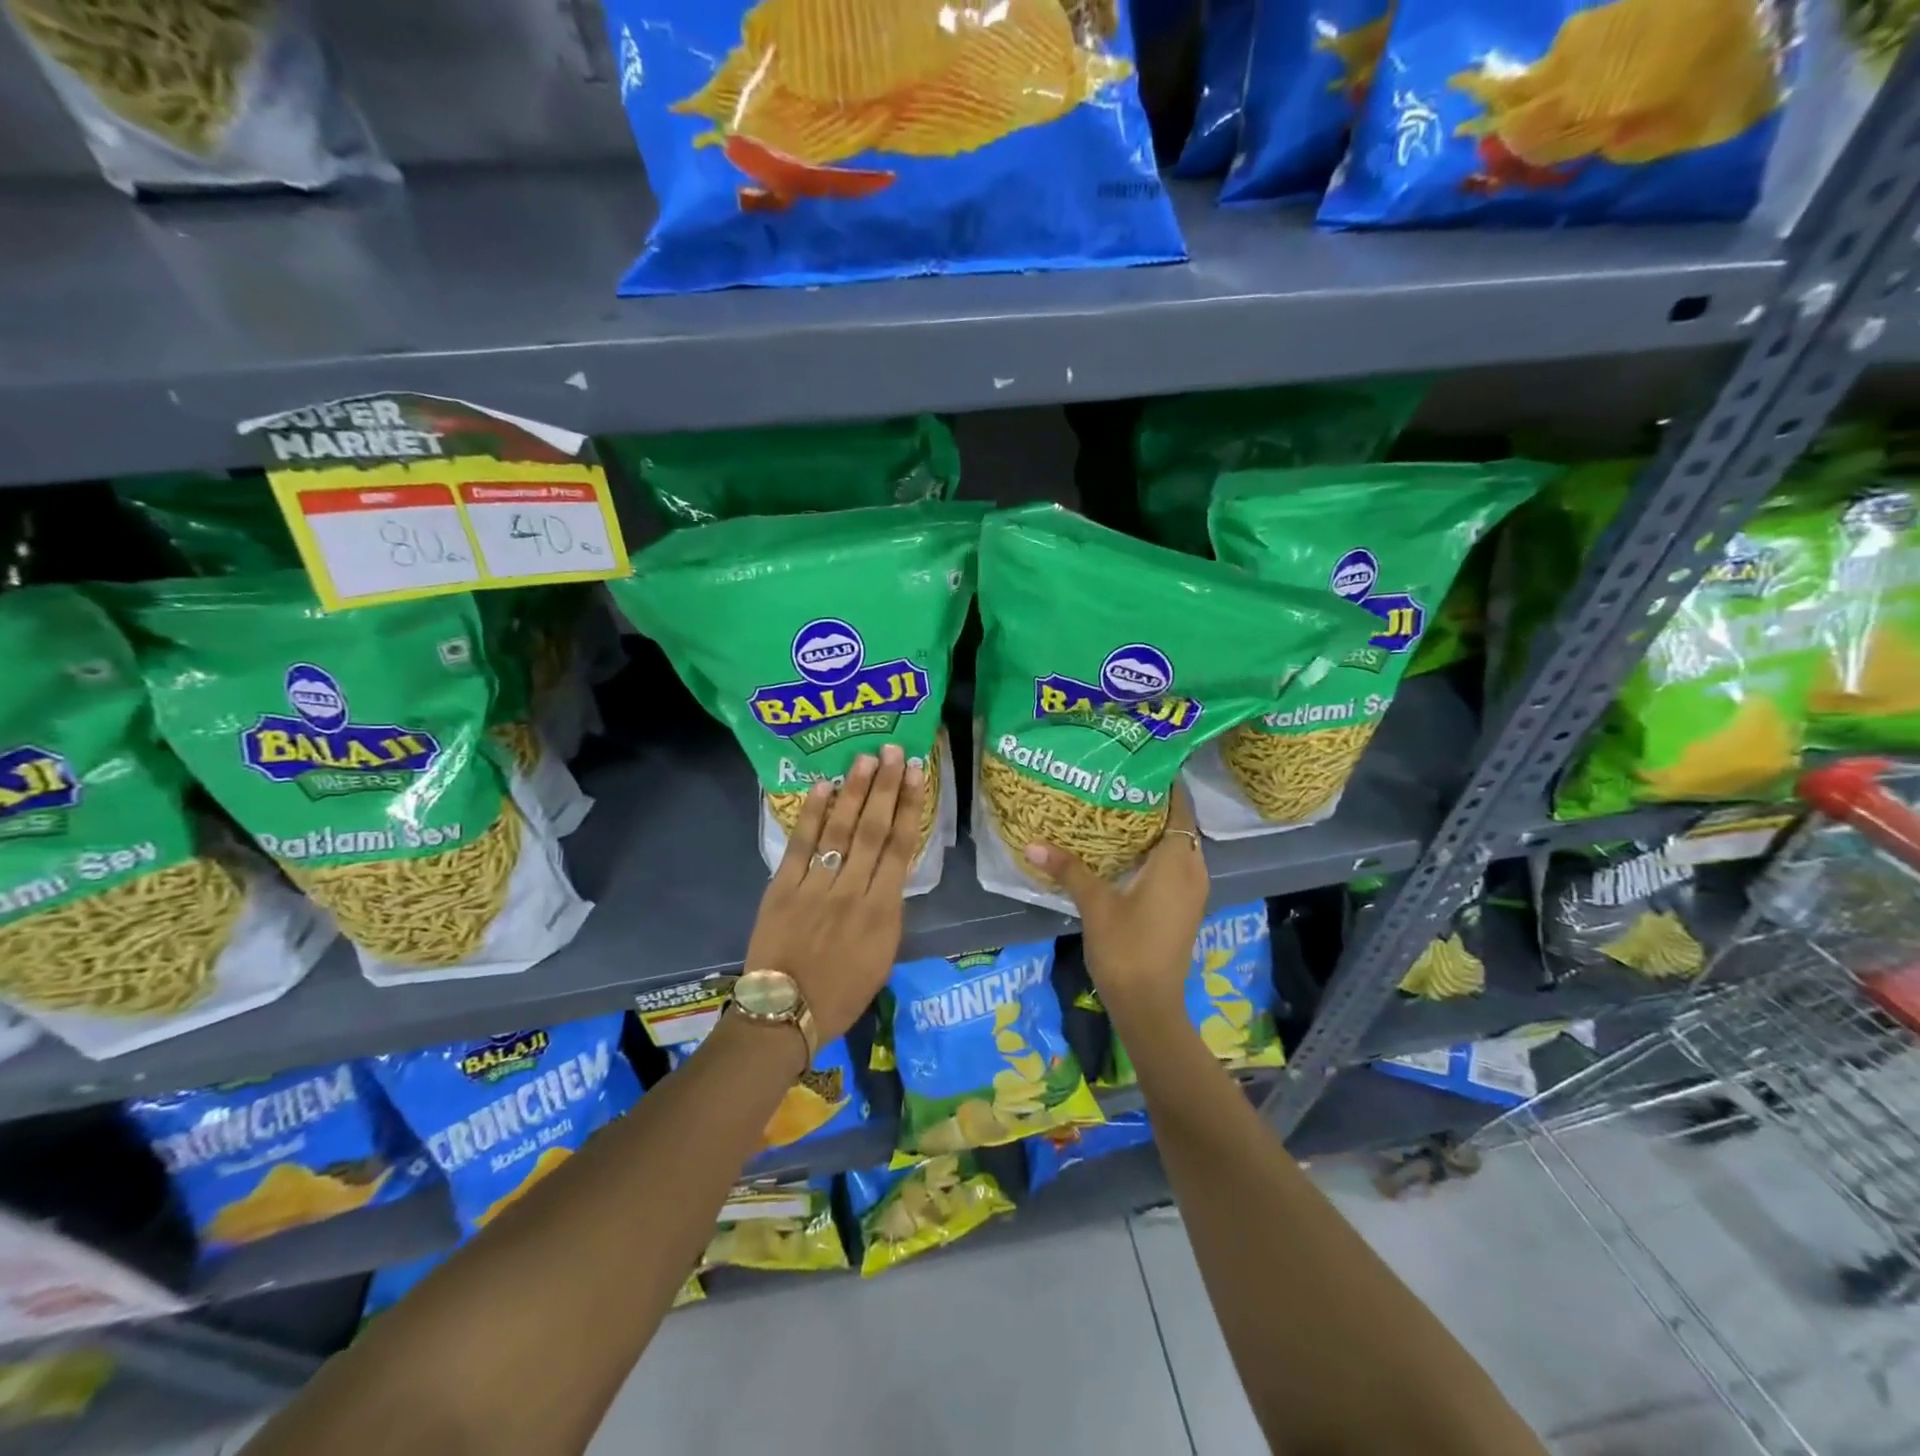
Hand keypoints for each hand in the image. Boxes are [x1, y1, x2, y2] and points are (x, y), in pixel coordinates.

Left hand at [743, 745, 924, 1043]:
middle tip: (892, 751)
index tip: (915, 774)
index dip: (909, 806)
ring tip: (863, 759)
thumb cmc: (842, 993)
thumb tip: (886, 873)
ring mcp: (815, 888)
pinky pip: (800, 846)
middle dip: (884, 787)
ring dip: (853, 792)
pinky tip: (822, 787)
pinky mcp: (782, 889)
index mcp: (882, 912)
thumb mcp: (883, 956)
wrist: (785, 1014)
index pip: (900, 847)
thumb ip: (887, 911)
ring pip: (839, 831)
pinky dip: (812, 815)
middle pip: (872, 830)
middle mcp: (852, 892)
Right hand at [1024, 785, 1207, 1012]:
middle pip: (1179, 826)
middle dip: (1154, 805)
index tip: (1141, 763)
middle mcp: (1193, 871)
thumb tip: (1033, 842)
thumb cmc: (1127, 948)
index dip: (1166, 785)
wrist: (1150, 1005)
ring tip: (1117, 811)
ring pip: (1178, 848)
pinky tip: (1125, 853)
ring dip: (1155, 831)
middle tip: (1119, 784)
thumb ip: (1068, 869)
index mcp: (1178, 861)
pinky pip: (1175, 867)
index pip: (1180, 809)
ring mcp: (1192, 892)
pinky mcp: (1184, 908)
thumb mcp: (1095, 904)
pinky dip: (1156, 854)